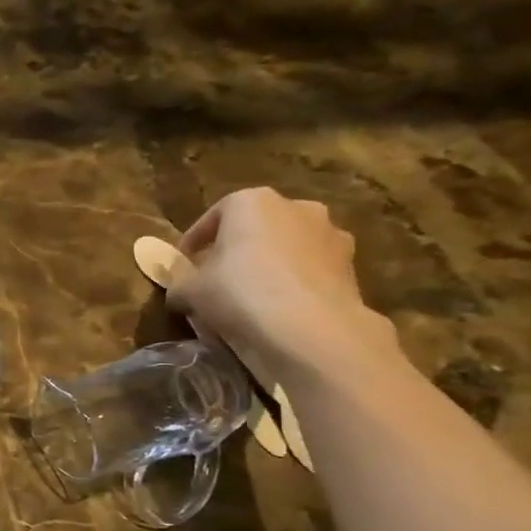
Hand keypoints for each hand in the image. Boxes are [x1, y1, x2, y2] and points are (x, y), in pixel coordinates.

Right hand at [167, 188, 393, 382]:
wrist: (310, 328)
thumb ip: (180, 284)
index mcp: (252, 202)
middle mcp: (296, 207)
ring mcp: (330, 234)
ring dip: (269, 264)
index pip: (213, 216)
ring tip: (251, 296)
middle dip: (236, 248)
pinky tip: (279, 308)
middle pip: (256, 227)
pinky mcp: (351, 265)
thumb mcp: (189, 291)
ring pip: (287, 247)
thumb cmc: (239, 292)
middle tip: (218, 277)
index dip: (194, 242)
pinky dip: (294, 282)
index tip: (184, 264)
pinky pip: (310, 269)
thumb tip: (179, 292)